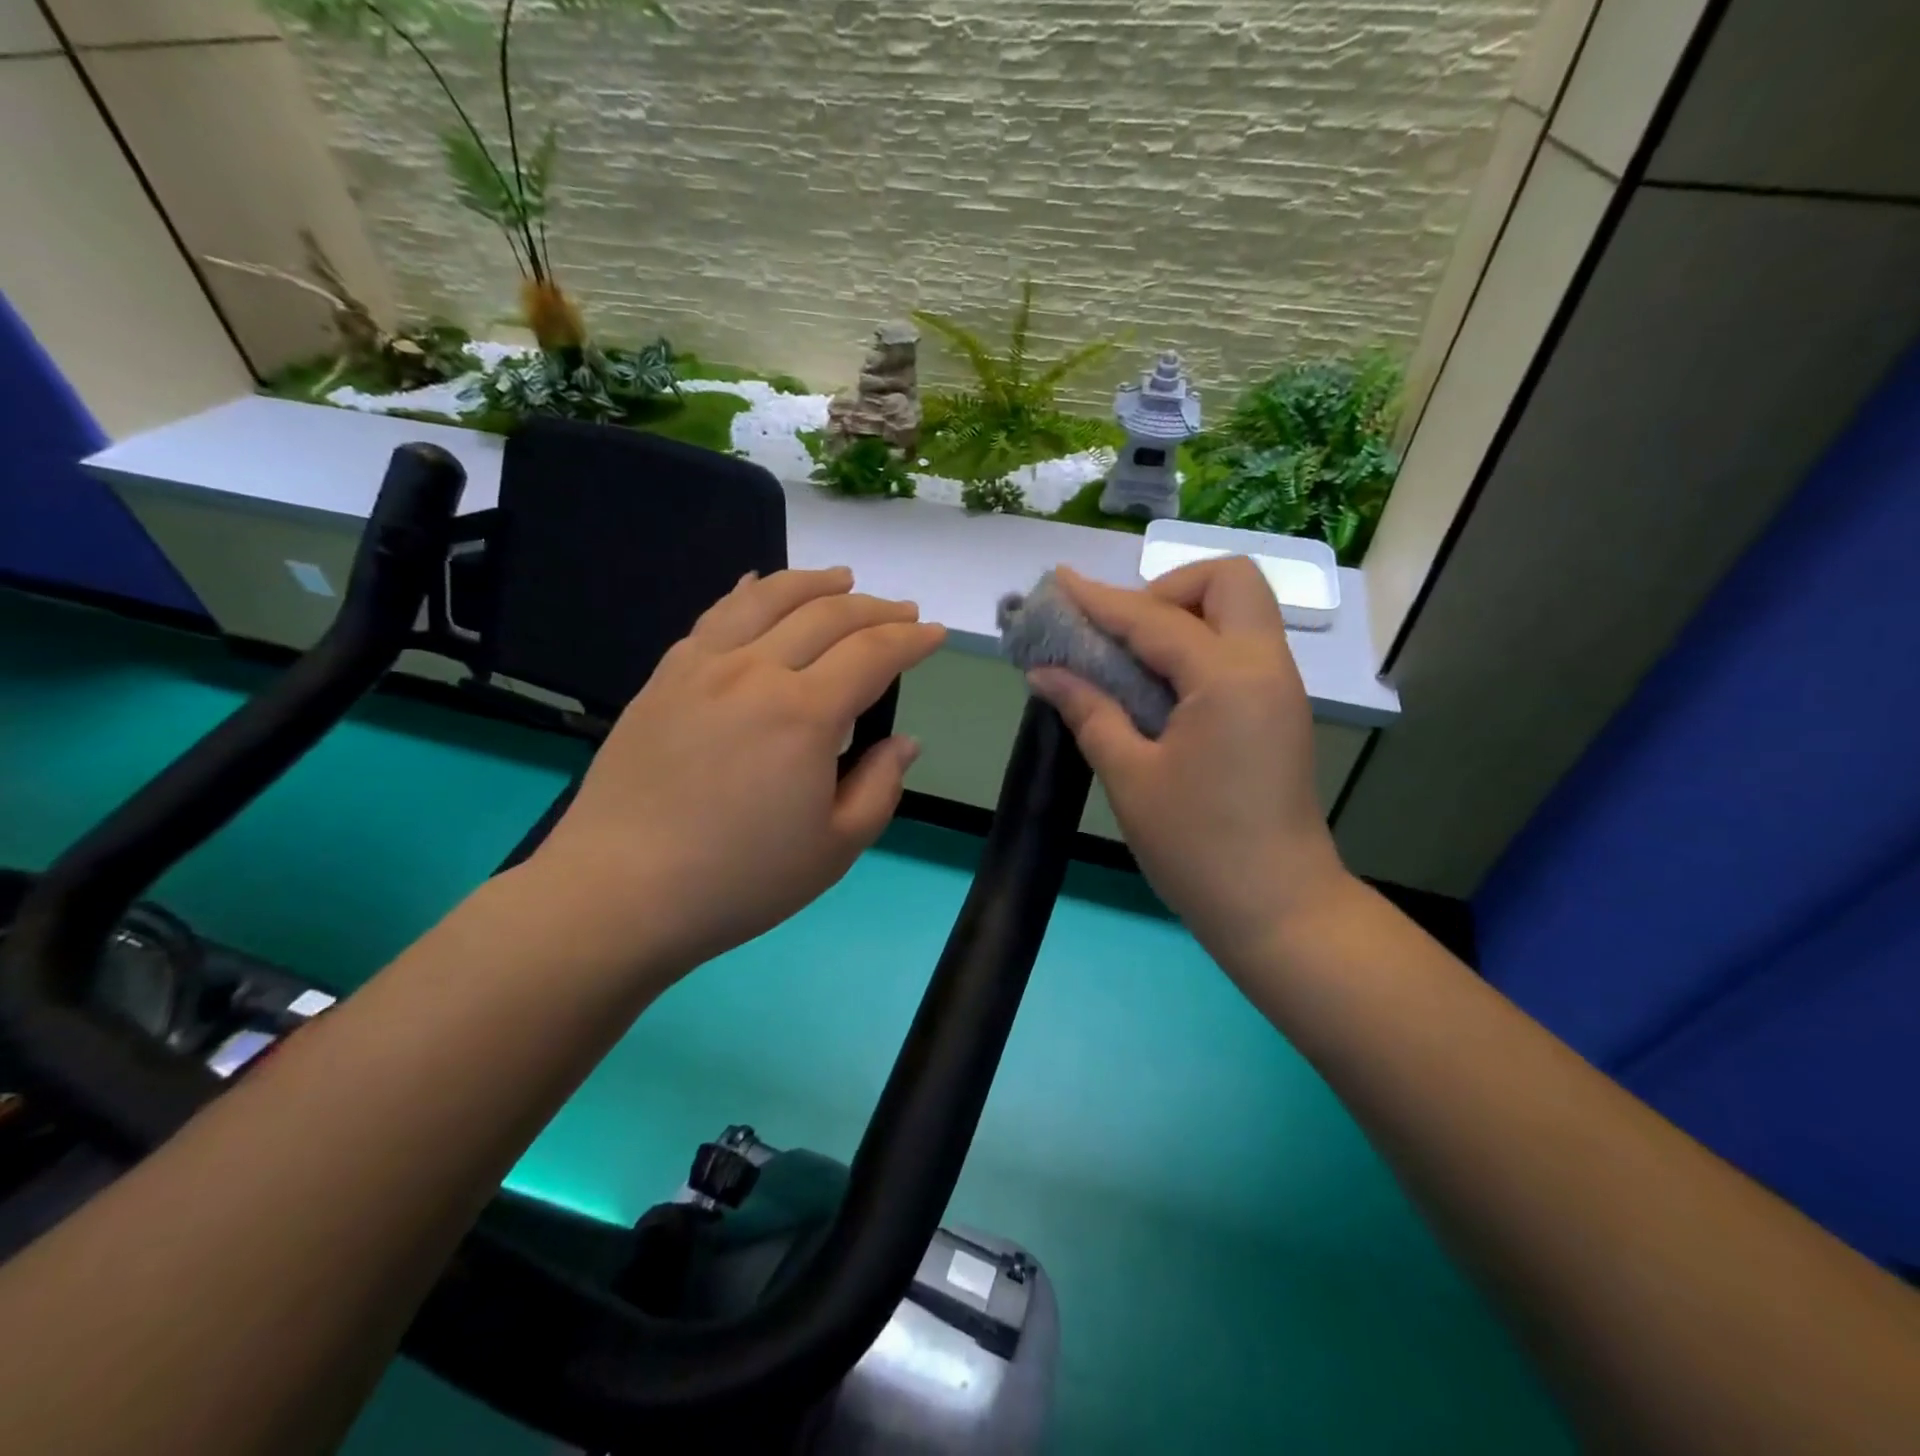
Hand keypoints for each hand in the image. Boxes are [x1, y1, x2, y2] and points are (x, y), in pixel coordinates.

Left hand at [527, 567, 944, 973]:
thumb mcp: (835, 848)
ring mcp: (702, 667)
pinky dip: (747, 592)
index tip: (935, 634)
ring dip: (814, 583)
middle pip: (826, 615)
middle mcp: (755, 672)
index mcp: (805, 714)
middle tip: (904, 611)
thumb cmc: (740, 880)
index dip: (911, 639)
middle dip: (876, 608)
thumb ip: (880, 786)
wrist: (620, 891)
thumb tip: (903, 742)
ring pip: (767, 599)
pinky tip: (757, 585)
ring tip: (843, 579)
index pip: (873, 653)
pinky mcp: (664, 677)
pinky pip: (714, 616)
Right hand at [1028, 560, 1351, 963]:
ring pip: (1240, 612)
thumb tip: (1045, 672)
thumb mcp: (1130, 778)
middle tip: (1122, 634)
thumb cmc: (1198, 847)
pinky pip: (1240, 648)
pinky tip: (1157, 686)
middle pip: (1229, 581)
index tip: (1058, 584)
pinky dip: (1198, 646)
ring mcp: (1279, 688)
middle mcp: (1265, 667)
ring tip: (1131, 659)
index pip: (1155, 618)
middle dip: (1168, 589)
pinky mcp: (1278, 711)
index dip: (1100, 601)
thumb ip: (1089, 711)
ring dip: (1184, 615)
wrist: (1278, 909)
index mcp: (1229, 678)